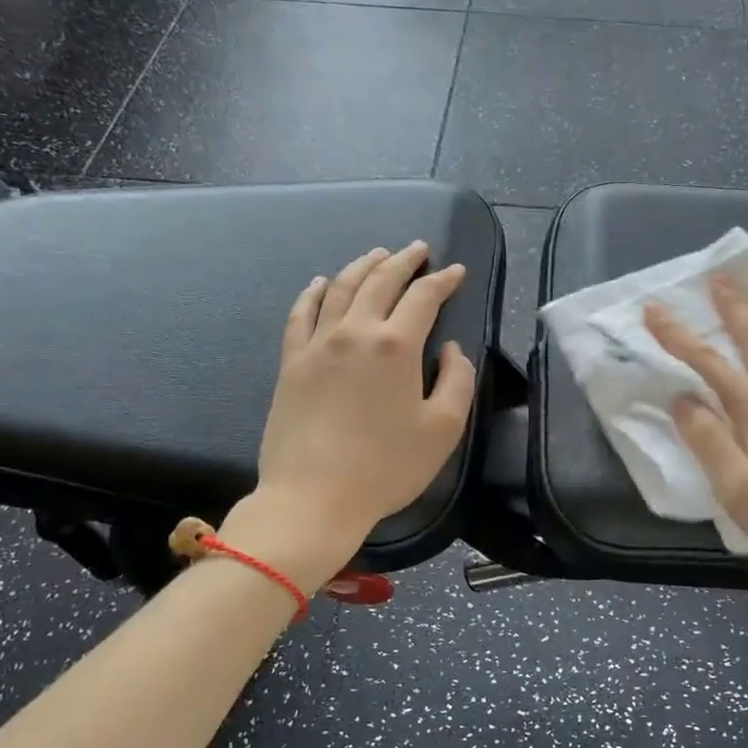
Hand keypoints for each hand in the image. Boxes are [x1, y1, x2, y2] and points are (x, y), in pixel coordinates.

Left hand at [221, 242, 476, 589]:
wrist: (313, 497)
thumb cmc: (386, 467)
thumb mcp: (443, 429)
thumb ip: (457, 380)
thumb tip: (450, 349)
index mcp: (396, 346)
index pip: (423, 297)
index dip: (443, 280)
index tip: (457, 271)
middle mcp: (355, 332)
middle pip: (380, 281)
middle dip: (403, 260)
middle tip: (418, 249)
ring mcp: (317, 344)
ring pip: (340, 288)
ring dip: (362, 266)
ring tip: (377, 254)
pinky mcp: (291, 363)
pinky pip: (302, 314)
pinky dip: (314, 292)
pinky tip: (322, 283)